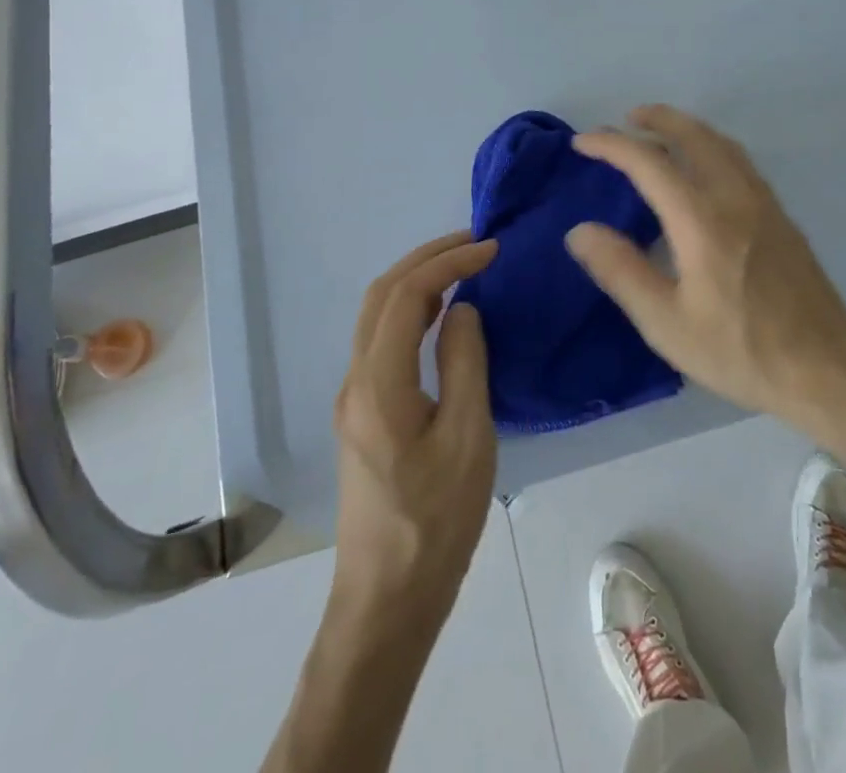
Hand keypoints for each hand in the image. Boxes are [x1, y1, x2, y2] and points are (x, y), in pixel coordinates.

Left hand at [331, 232, 497, 623]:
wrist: (387, 600)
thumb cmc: (435, 522)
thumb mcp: (468, 438)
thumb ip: (465, 363)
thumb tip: (463, 309)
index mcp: (379, 383)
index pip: (408, 294)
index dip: (449, 261)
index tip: (491, 250)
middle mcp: (356, 380)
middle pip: (382, 294)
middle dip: (428, 257)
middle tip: (477, 243)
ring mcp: (353, 397)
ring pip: (377, 314)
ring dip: (418, 279)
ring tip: (464, 267)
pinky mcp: (362, 413)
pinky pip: (382, 339)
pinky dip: (412, 308)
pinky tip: (441, 314)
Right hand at [565, 104, 845, 429]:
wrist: (825, 367)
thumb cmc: (739, 350)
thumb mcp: (666, 323)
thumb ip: (621, 271)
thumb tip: (580, 230)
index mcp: (701, 221)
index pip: (649, 162)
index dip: (612, 145)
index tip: (583, 142)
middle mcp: (735, 197)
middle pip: (694, 135)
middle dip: (657, 119)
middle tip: (627, 118)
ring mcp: (764, 203)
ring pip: (722, 144)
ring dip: (687, 128)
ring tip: (661, 133)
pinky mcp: (781, 216)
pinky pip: (740, 160)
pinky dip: (712, 146)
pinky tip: (705, 168)